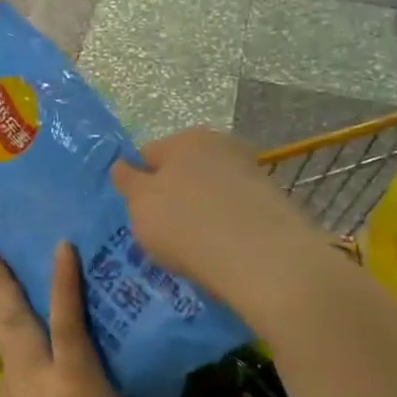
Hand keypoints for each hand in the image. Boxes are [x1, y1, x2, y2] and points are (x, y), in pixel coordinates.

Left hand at [0, 243, 234, 396]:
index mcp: (76, 378)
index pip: (69, 316)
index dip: (64, 278)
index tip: (59, 242)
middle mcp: (40, 376)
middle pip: (15, 316)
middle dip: (1, 278)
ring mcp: (17, 394)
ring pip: (1, 337)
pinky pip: (2, 364)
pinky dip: (0, 341)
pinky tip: (2, 342)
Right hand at [109, 129, 324, 317]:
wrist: (264, 258)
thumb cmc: (187, 226)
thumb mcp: (141, 206)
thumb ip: (128, 182)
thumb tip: (122, 166)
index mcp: (184, 139)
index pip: (147, 155)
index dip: (137, 184)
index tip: (137, 215)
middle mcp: (220, 145)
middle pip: (183, 171)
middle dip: (173, 196)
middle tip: (164, 234)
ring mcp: (251, 172)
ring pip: (212, 191)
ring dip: (202, 211)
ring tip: (196, 248)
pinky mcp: (274, 201)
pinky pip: (237, 211)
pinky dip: (229, 226)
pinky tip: (225, 252)